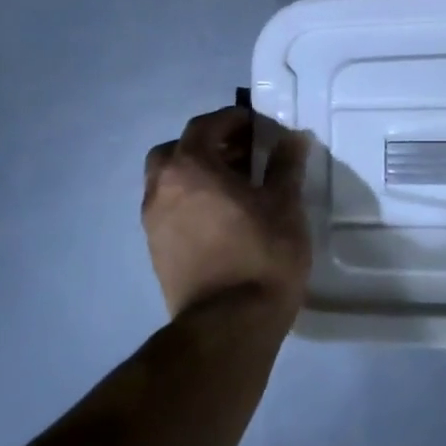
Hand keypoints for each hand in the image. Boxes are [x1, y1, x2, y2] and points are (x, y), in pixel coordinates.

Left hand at [142, 106, 312, 320]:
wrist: (229, 326)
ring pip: (169, 182)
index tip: (258, 127)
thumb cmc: (261, 254)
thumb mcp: (285, 204)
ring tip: (235, 188)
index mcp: (189, 168)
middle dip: (207, 146)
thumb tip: (292, 138)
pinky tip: (222, 218)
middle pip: (176, 151)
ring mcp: (153, 223)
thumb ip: (285, 165)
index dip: (232, 120)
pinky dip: (190, 201)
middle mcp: (161, 189)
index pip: (205, 126)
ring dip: (197, 175)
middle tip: (241, 155)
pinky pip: (170, 210)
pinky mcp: (156, 252)